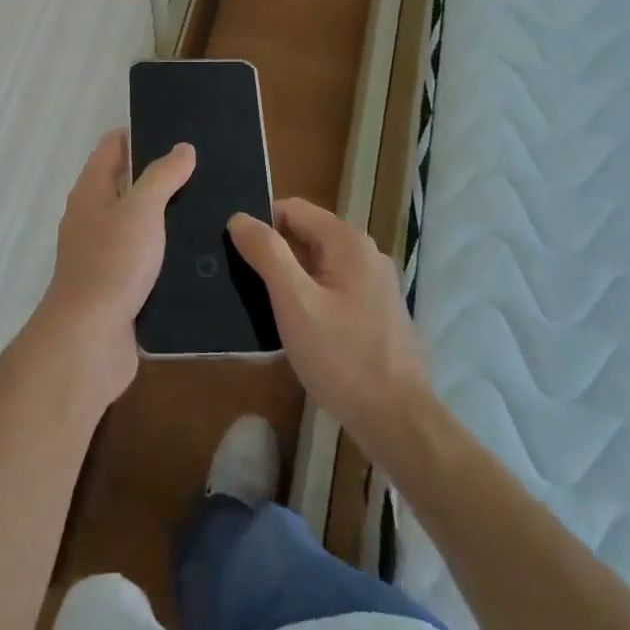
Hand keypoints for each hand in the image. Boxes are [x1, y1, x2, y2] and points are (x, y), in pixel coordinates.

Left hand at [33, 129, 194, 404]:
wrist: (90, 340)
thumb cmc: (112, 263)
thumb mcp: (141, 210)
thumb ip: (162, 177)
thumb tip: (183, 147)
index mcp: (92, 192)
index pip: (112, 147)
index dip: (140, 133)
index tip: (178, 129)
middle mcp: (94, 218)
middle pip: (128, 184)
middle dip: (162, 175)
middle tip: (207, 169)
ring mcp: (106, 254)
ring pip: (141, 224)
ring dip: (170, 217)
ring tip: (215, 206)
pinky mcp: (121, 285)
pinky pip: (149, 259)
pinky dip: (170, 252)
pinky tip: (203, 252)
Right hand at [228, 199, 433, 456]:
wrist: (397, 421)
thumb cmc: (342, 358)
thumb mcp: (295, 303)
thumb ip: (267, 254)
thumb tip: (239, 218)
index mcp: (348, 243)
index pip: (293, 209)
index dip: (260, 222)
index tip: (232, 247)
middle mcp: (365, 254)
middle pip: (306, 234)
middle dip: (273, 251)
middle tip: (238, 277)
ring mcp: (374, 284)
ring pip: (318, 264)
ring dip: (288, 276)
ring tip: (256, 301)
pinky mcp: (375, 311)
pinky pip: (331, 287)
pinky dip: (308, 296)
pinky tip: (289, 324)